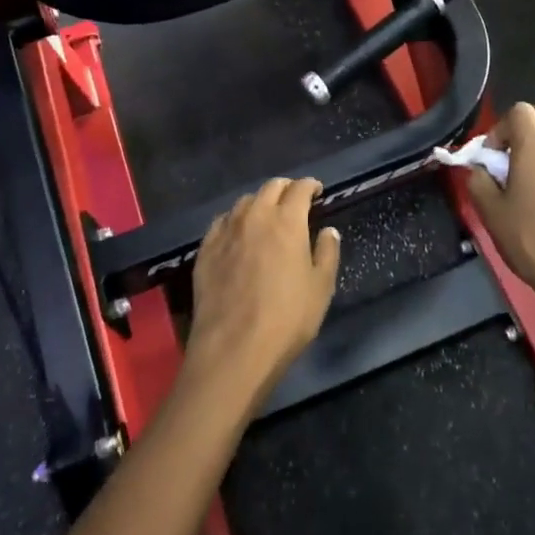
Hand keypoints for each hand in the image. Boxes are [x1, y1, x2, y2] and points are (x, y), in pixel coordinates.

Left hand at [183, 178, 340, 403]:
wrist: (233, 348)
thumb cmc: (287, 319)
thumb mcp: (321, 288)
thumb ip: (327, 253)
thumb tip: (328, 231)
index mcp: (287, 221)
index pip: (300, 189)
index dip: (311, 186)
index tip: (318, 191)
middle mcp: (255, 216)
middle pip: (270, 188)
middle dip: (286, 189)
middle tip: (295, 201)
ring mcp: (226, 231)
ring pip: (244, 202)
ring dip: (260, 202)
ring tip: (267, 216)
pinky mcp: (205, 249)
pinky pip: (221, 222)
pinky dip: (235, 220)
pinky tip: (238, 234)